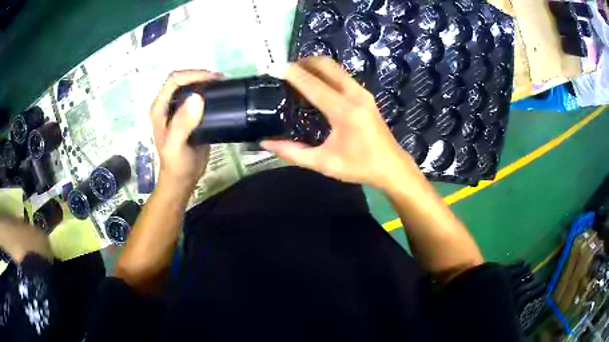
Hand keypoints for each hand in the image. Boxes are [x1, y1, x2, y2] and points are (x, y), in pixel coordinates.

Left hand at [150, 70, 222, 190]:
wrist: (183, 178)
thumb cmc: (176, 162)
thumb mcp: (176, 144)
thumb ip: (183, 122)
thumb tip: (197, 97)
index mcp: (160, 107)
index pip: (174, 80)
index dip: (193, 75)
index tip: (213, 79)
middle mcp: (168, 104)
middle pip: (183, 79)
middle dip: (201, 76)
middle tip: (221, 81)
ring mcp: (180, 109)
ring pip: (192, 87)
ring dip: (207, 83)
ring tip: (223, 85)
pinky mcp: (191, 116)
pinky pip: (200, 98)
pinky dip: (210, 93)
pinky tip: (221, 96)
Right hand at [261, 57, 418, 189]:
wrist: (392, 166)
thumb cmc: (359, 166)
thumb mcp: (324, 163)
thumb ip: (293, 153)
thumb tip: (266, 143)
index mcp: (344, 112)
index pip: (314, 85)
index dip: (294, 75)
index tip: (277, 68)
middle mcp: (355, 96)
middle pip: (328, 66)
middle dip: (306, 62)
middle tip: (287, 68)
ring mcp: (363, 93)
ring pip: (336, 68)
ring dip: (317, 66)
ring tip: (298, 73)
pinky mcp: (366, 95)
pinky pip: (343, 76)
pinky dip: (327, 73)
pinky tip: (316, 83)